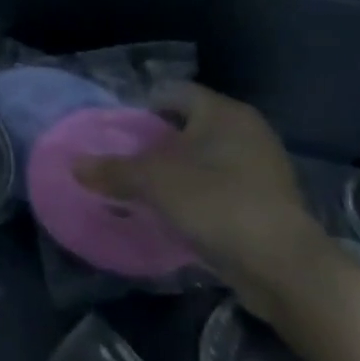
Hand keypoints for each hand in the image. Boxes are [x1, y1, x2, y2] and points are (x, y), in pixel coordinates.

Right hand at [76, 82, 333, 317]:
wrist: (285, 268)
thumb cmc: (216, 203)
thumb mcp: (152, 182)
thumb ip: (111, 170)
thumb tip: (74, 165)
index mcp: (224, 112)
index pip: (174, 92)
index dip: (143, 106)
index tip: (117, 129)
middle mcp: (248, 131)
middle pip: (189, 125)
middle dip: (157, 140)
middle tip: (125, 157)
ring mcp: (263, 168)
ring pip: (206, 157)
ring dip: (177, 170)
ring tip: (144, 187)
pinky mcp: (269, 203)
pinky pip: (221, 186)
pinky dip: (197, 194)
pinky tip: (175, 212)